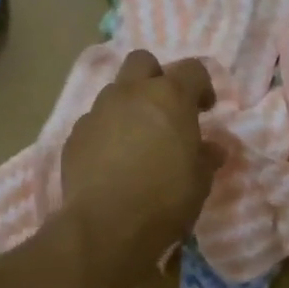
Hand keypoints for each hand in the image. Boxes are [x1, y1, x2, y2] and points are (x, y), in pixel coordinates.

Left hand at [61, 51, 222, 264]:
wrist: (106, 225)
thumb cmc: (165, 199)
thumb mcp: (200, 182)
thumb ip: (206, 157)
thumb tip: (213, 148)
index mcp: (170, 97)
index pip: (192, 69)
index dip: (202, 87)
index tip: (205, 110)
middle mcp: (131, 94)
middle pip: (143, 62)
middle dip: (156, 78)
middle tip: (166, 110)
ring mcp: (98, 112)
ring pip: (115, 91)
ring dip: (129, 106)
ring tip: (138, 139)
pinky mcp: (75, 136)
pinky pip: (95, 122)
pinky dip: (107, 132)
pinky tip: (113, 161)